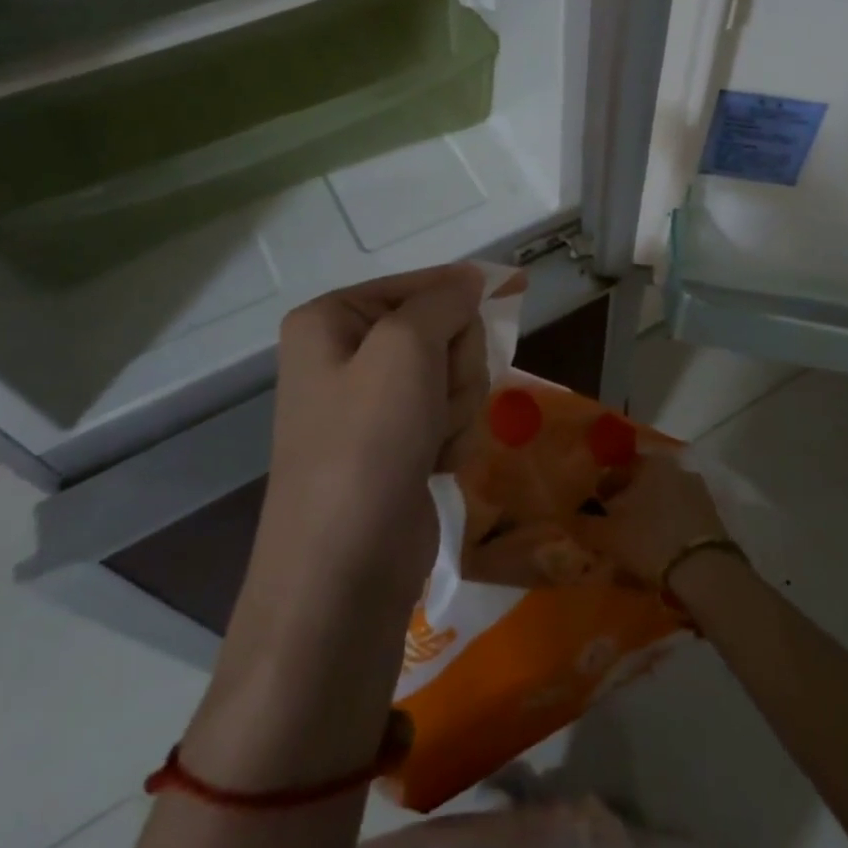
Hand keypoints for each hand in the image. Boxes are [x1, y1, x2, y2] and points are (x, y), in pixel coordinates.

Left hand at [260, 264, 488, 601]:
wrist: (345, 570)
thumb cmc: (367, 442)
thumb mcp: (405, 348)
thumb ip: (443, 301)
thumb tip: (470, 278)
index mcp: (331, 320)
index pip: (417, 284)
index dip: (463, 292)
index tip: (516, 286)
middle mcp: (347, 355)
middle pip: (442, 330)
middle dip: (455, 365)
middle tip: (437, 397)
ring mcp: (373, 404)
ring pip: (454, 374)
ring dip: (457, 405)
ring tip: (432, 439)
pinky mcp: (398, 444)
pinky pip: (450, 414)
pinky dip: (453, 436)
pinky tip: (435, 463)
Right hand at [570, 450, 731, 587]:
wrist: (704, 569)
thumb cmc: (650, 539)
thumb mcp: (608, 534)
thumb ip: (585, 524)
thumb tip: (570, 518)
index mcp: (650, 462)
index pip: (617, 469)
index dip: (601, 491)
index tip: (593, 512)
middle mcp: (675, 467)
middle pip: (641, 483)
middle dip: (625, 503)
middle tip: (611, 528)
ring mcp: (696, 489)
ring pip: (660, 500)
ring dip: (646, 516)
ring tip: (634, 543)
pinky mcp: (711, 514)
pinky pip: (678, 516)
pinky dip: (665, 527)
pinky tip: (658, 549)